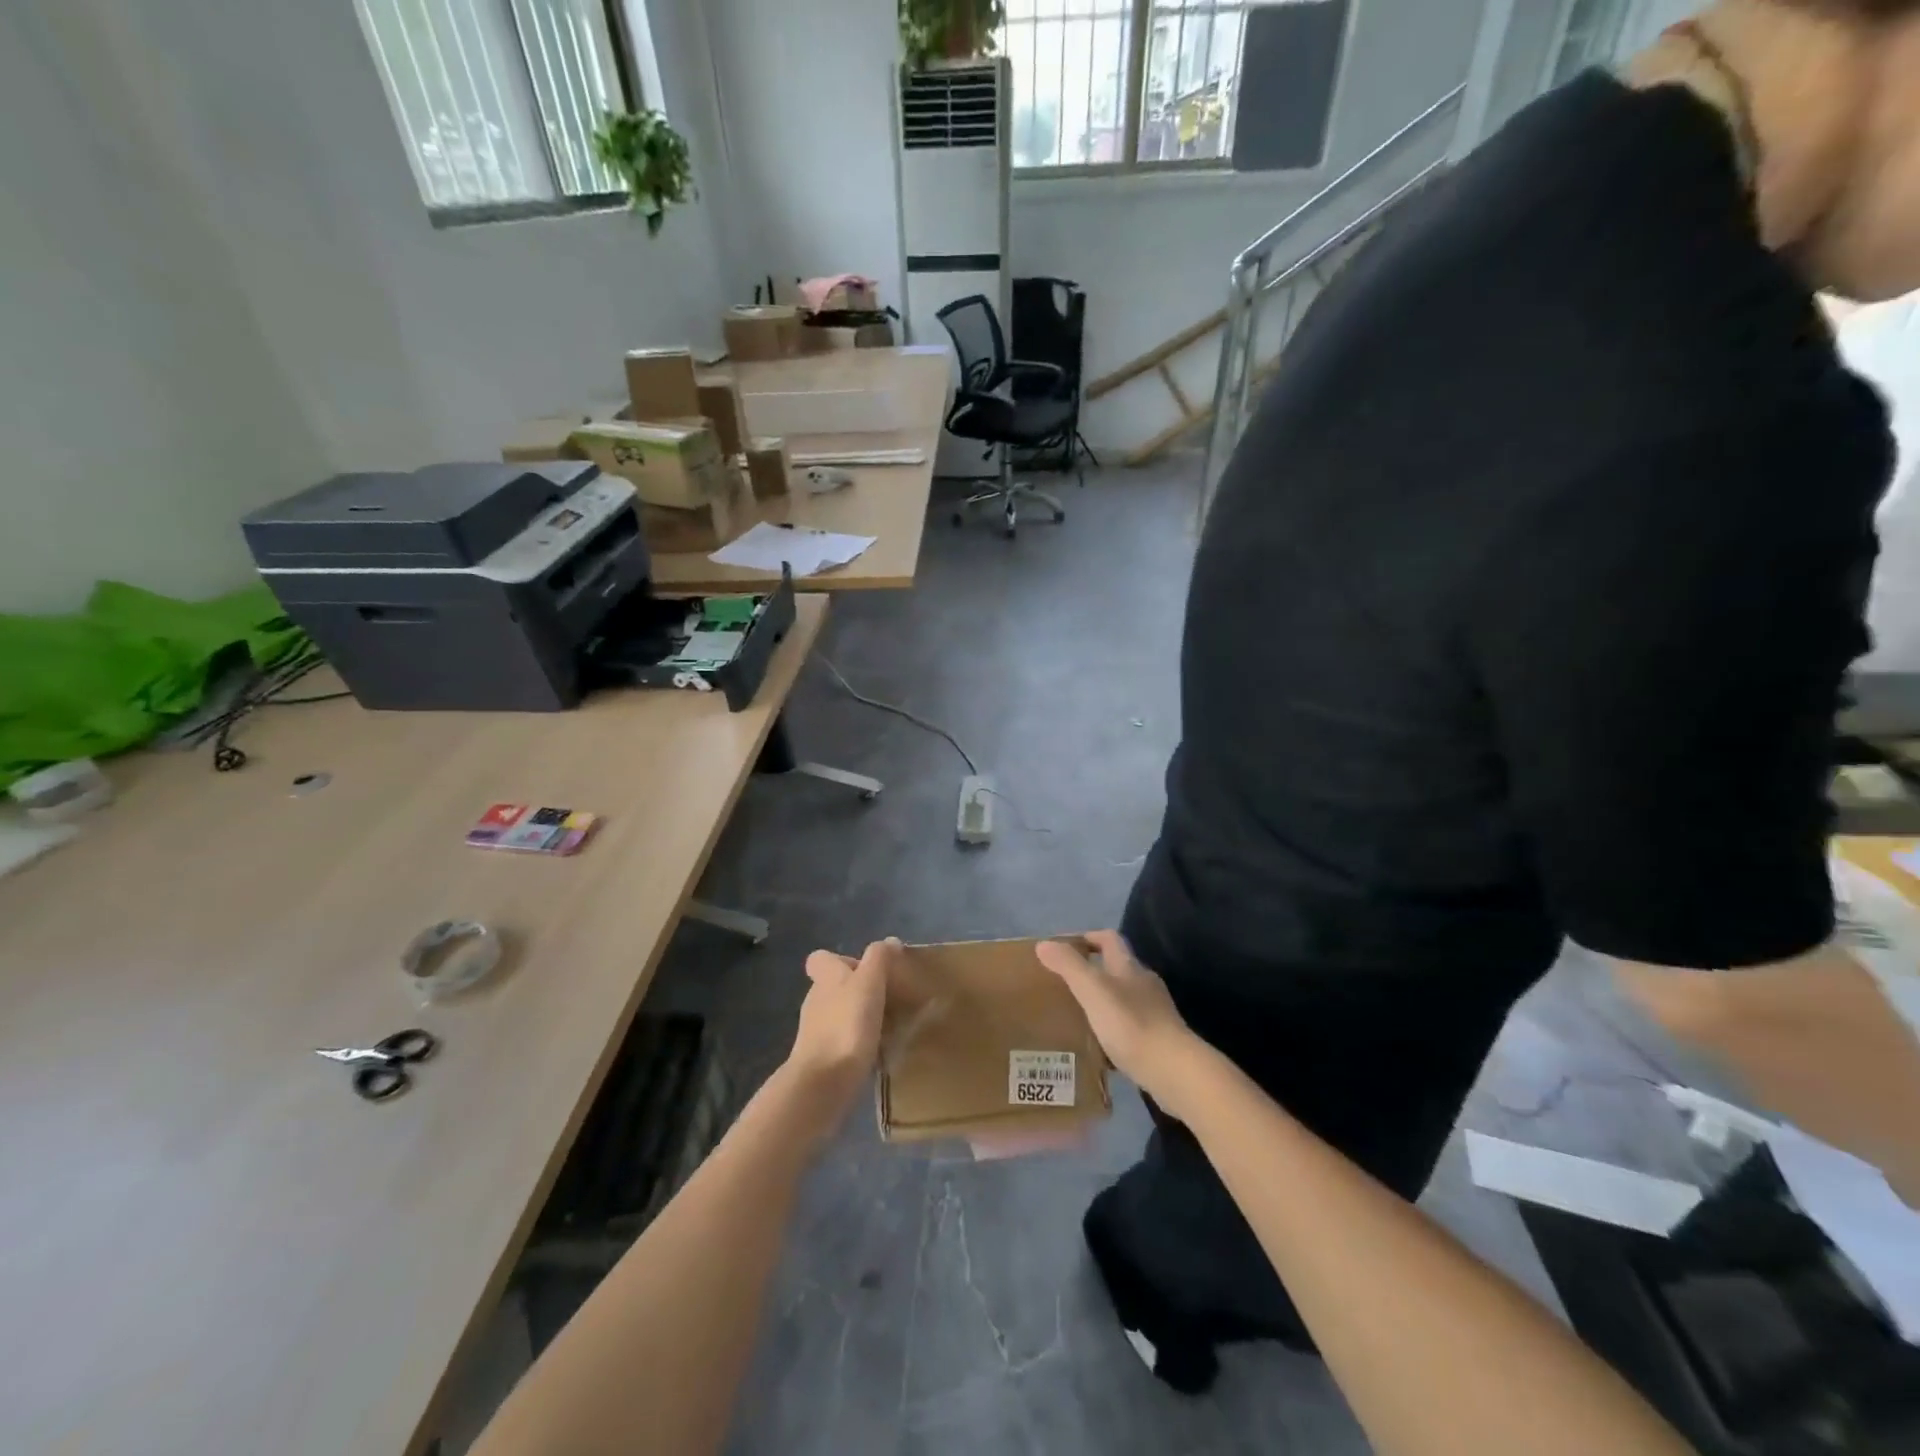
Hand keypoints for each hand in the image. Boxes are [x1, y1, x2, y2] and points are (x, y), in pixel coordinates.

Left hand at [780, 939, 896, 1135]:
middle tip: (888, 999)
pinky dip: (858, 1043)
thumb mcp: (869, 982)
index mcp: (826, 978)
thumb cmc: (847, 1024)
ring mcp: (816, 1032)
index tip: (867, 970)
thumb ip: (879, 958)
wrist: (824, 1083)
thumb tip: (890, 941)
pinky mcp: (822, 1059)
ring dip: (860, 1017)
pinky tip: (878, 1051)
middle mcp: (816, 1000)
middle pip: (833, 987)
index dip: (841, 960)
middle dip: (858, 990)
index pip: (821, 959)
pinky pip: (843, 1042)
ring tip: (889, 1026)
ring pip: (839, 1015)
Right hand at [1036, 931, 1202, 1111]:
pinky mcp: (1160, 1040)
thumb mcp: (1093, 990)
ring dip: (1102, 1001)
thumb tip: (1043, 944)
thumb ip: (1068, 966)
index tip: (1064, 948)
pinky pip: (1131, 1026)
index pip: (1109, 939)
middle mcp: (1145, 984)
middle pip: (1117, 967)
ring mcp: (1156, 1012)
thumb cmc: (1131, 1024)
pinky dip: (1113, 1028)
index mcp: (1129, 967)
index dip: (1087, 937)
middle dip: (1092, 971)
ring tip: (1078, 1015)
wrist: (1174, 1071)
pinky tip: (1100, 1045)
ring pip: (1124, 998)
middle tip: (1064, 984)